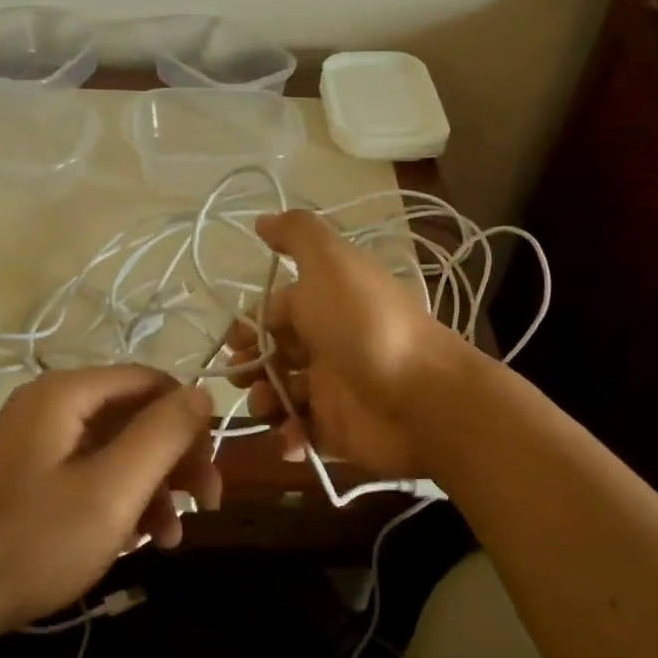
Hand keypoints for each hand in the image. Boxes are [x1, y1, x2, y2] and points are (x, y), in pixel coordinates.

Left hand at [0, 366, 218, 632]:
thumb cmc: (37, 541)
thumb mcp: (113, 489)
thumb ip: (163, 434)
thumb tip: (202, 393)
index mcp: (66, 393)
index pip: (149, 381)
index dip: (188, 417)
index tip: (212, 466)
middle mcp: (53, 405)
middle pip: (136, 415)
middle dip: (176, 458)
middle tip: (207, 502)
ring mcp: (41, 441)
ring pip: (119, 448)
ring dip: (155, 486)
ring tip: (172, 536)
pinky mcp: (36, 474)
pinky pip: (94, 471)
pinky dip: (124, 499)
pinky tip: (142, 540)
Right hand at [224, 210, 476, 475]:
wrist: (422, 398)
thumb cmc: (365, 325)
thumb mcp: (331, 263)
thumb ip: (298, 234)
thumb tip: (262, 219)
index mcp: (324, 304)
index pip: (274, 311)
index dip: (249, 325)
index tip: (236, 341)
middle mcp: (327, 343)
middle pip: (272, 354)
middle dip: (249, 366)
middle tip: (243, 376)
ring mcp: (334, 389)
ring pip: (281, 395)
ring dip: (263, 402)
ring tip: (269, 408)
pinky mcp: (339, 430)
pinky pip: (301, 434)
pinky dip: (289, 438)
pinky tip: (290, 438)